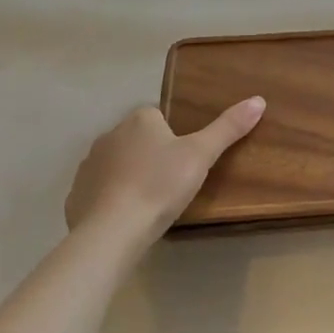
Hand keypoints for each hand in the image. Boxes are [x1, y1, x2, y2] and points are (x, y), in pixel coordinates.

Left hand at [65, 98, 264, 246]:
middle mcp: (109, 135)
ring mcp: (88, 166)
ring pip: (116, 165)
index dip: (173, 138)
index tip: (184, 161)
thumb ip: (228, 128)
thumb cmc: (160, 185)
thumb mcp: (201, 155)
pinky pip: (98, 192)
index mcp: (139, 120)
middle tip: (172, 183)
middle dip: (151, 156)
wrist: (111, 233)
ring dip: (129, 177)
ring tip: (150, 203)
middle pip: (137, 140)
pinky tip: (124, 219)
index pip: (159, 118)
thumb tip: (259, 100)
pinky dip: (110, 200)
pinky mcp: (74, 196)